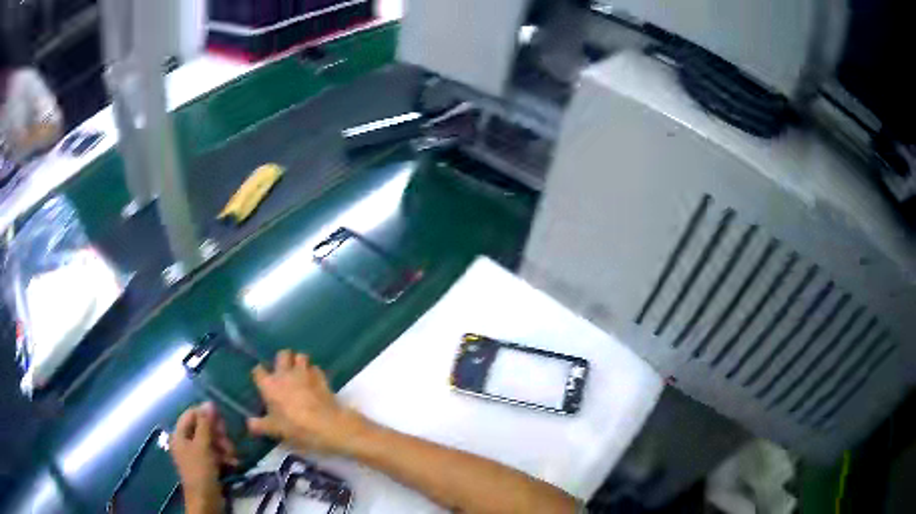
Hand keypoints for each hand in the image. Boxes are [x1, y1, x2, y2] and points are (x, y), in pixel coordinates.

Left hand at [169, 403, 238, 512]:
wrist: (205, 501)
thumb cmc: (200, 471)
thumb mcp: (203, 446)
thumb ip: (205, 424)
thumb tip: (209, 402)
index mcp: (180, 434)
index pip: (192, 414)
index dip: (206, 415)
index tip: (222, 422)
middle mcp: (186, 441)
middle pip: (203, 428)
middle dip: (218, 434)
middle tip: (227, 441)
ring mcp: (196, 454)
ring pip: (212, 441)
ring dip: (224, 447)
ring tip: (232, 456)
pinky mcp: (206, 465)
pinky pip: (216, 454)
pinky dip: (225, 457)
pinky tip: (233, 463)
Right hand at [247, 350, 368, 455]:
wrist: (326, 425)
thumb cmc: (296, 427)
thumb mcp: (274, 430)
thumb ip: (260, 425)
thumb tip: (249, 423)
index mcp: (270, 385)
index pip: (258, 371)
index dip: (259, 374)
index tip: (261, 380)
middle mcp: (285, 374)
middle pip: (281, 354)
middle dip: (282, 359)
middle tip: (284, 371)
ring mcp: (305, 373)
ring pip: (301, 356)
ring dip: (300, 362)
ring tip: (300, 373)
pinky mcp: (321, 377)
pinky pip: (316, 368)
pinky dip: (314, 372)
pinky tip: (315, 381)